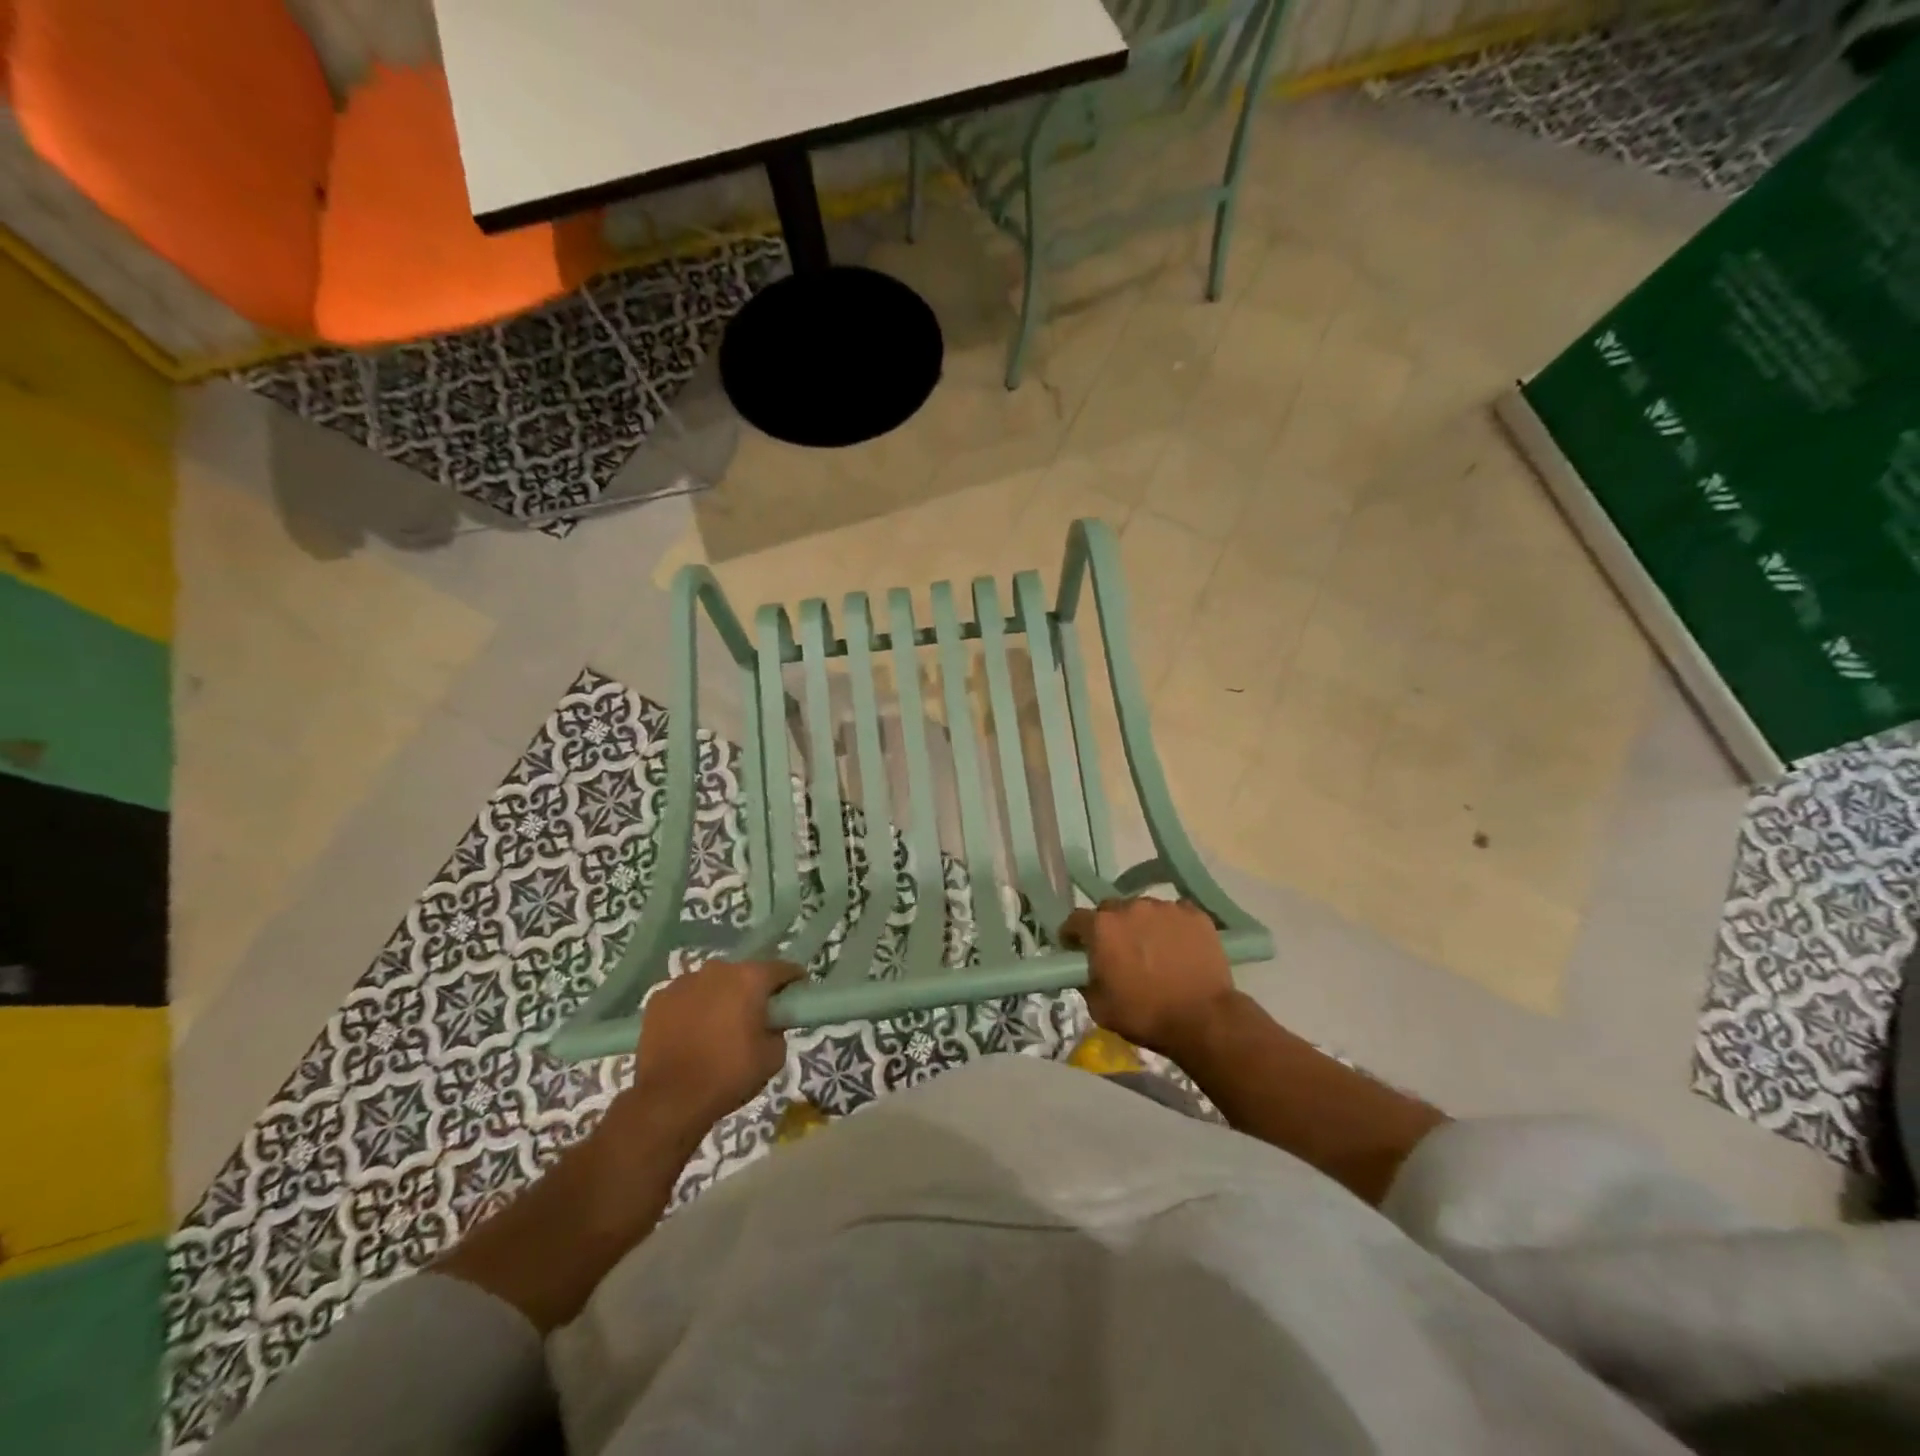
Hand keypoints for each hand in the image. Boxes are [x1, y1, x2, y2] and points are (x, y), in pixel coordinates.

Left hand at [632, 959, 802, 1133]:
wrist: (669, 1100)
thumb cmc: (728, 1074)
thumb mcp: (773, 1057)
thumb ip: (778, 1030)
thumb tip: (770, 1023)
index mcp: (750, 978)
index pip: (782, 968)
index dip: (794, 981)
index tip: (797, 995)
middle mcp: (717, 970)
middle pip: (744, 974)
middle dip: (752, 990)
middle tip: (755, 1017)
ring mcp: (683, 982)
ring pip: (712, 984)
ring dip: (720, 998)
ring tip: (718, 1027)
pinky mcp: (658, 1000)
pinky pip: (685, 998)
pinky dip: (692, 1009)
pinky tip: (690, 1033)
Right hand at [1059, 898, 1234, 1056]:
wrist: (1203, 1020)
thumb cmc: (1145, 1016)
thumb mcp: (1099, 1007)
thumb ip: (1086, 980)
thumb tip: (1086, 970)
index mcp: (1102, 927)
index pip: (1076, 920)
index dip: (1073, 935)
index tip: (1076, 948)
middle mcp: (1130, 907)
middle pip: (1111, 910)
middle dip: (1109, 928)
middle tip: (1118, 951)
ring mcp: (1165, 908)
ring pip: (1144, 910)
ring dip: (1141, 925)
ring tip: (1153, 950)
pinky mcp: (1195, 914)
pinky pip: (1175, 914)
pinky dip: (1172, 926)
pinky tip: (1178, 947)